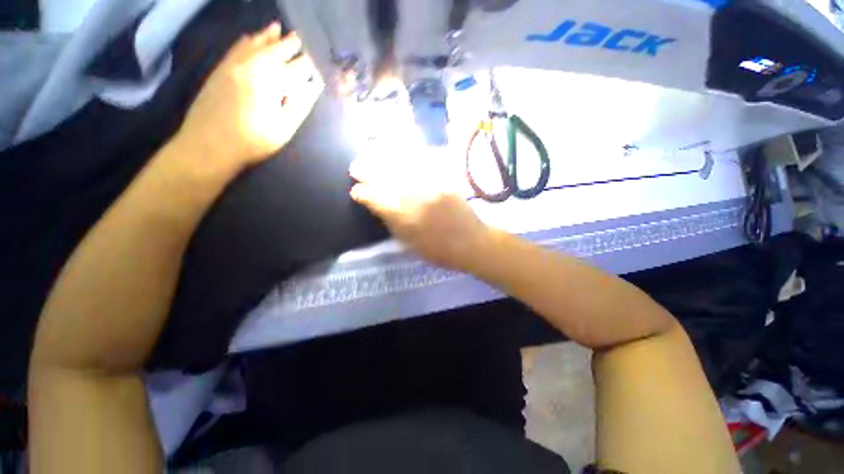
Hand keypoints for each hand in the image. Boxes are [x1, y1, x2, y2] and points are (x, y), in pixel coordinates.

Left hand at [178, 23, 322, 170]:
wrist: (209, 144)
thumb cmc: (253, 140)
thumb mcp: (284, 128)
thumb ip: (300, 104)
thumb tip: (313, 86)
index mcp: (272, 80)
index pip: (297, 66)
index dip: (310, 63)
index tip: (318, 60)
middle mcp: (252, 65)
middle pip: (276, 49)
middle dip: (291, 44)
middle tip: (302, 39)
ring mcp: (233, 64)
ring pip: (254, 43)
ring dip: (268, 36)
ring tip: (277, 29)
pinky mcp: (220, 69)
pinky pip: (235, 48)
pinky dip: (246, 40)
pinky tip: (250, 37)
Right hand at [349, 154, 490, 270]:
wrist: (470, 242)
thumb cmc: (437, 250)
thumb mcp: (408, 243)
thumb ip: (391, 222)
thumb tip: (375, 205)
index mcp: (404, 216)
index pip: (375, 199)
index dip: (362, 194)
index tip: (354, 191)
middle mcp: (414, 196)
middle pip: (385, 178)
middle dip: (367, 171)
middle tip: (355, 167)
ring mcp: (429, 184)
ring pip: (401, 166)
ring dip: (383, 160)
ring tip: (371, 155)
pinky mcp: (442, 179)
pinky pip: (421, 162)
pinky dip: (406, 157)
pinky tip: (398, 155)